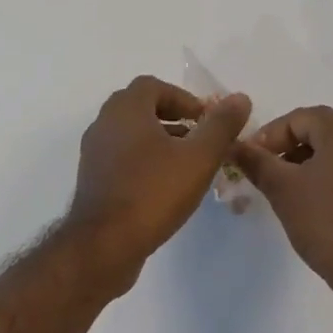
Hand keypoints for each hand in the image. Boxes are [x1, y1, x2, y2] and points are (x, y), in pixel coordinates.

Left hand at [69, 76, 251, 284]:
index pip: (153, 86)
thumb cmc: (152, 193)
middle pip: (140, 107)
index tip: (204, 119)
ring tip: (186, 163)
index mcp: (126, 109)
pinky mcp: (92, 178)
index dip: (182, 98)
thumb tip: (240, 98)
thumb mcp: (198, 158)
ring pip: (130, 133)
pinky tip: (163, 186)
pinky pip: (121, 156)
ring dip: (158, 140)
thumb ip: (221, 126)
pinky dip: (143, 159)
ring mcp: (94, 152)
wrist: (103, 246)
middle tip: (197, 137)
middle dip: (172, 117)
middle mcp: (104, 122)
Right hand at [232, 106, 332, 300]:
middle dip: (288, 146)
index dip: (269, 137)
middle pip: (318, 128)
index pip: (297, 119)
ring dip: (308, 158)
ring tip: (286, 185)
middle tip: (265, 170)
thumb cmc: (325, 222)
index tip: (250, 159)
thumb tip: (232, 145)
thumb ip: (255, 161)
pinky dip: (330, 170)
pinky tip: (313, 195)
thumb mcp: (282, 189)